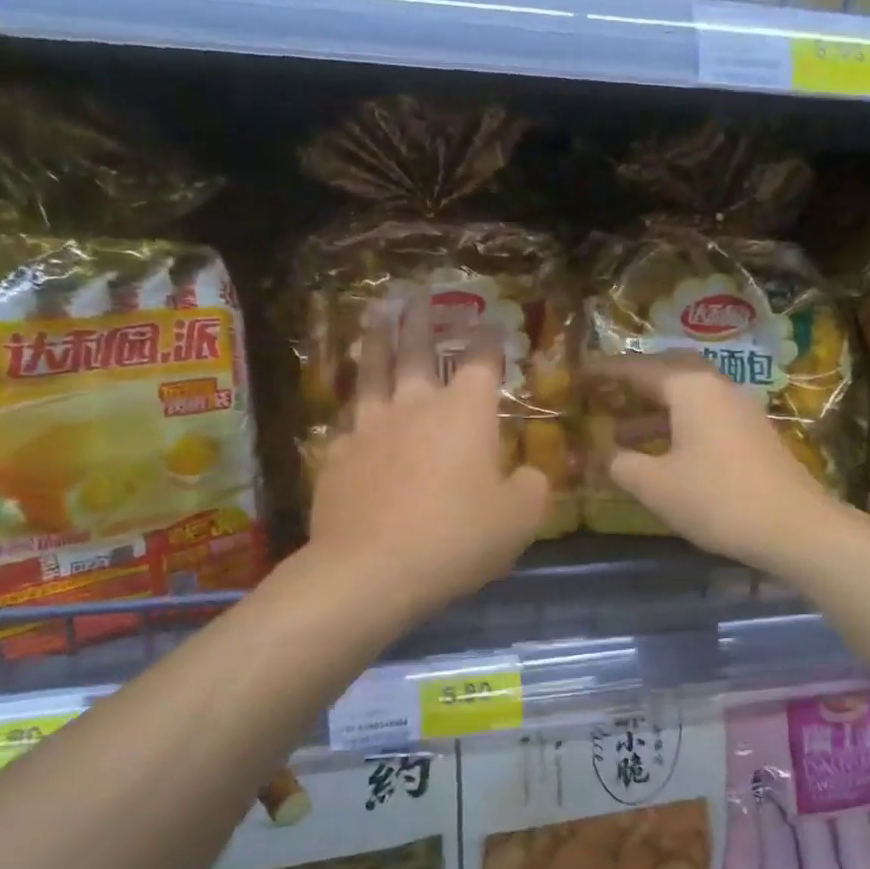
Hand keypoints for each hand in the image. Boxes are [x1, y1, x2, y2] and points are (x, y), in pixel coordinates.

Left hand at [309, 301, 549, 620]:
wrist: (371, 570)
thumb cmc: (457, 538)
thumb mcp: (519, 520)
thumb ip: (532, 488)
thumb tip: (529, 475)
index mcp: (465, 414)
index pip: (482, 362)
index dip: (488, 340)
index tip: (490, 324)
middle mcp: (416, 407)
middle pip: (417, 352)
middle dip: (422, 322)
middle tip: (419, 298)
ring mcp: (370, 428)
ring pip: (372, 373)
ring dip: (375, 341)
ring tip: (375, 317)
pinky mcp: (338, 456)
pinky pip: (347, 423)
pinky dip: (353, 410)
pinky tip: (350, 412)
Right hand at [589, 352, 839, 572]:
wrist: (793, 526)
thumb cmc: (716, 498)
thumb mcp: (655, 485)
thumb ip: (622, 464)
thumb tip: (605, 454)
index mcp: (690, 387)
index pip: (639, 368)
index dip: (606, 371)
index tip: (580, 372)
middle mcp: (717, 387)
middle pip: (669, 373)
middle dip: (635, 384)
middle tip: (606, 394)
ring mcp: (740, 409)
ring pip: (688, 398)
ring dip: (655, 412)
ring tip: (622, 436)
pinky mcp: (753, 434)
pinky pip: (706, 417)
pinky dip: (678, 426)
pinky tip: (664, 455)